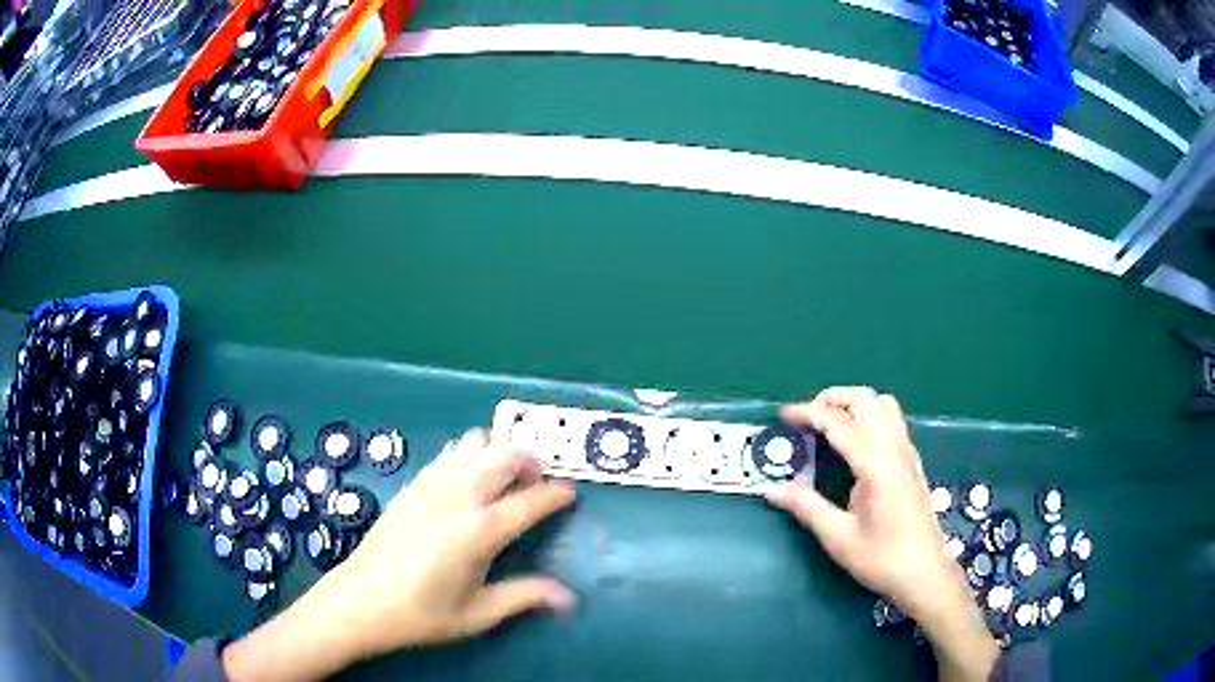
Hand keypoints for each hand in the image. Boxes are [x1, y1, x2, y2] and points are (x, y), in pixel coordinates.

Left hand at [222, 430, 576, 681]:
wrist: (361, 600)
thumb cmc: (423, 613)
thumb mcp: (479, 613)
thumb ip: (525, 597)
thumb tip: (568, 598)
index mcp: (480, 530)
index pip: (531, 500)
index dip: (556, 494)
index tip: (571, 494)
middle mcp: (459, 496)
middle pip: (505, 454)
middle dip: (531, 460)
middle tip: (538, 482)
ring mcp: (432, 484)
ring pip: (475, 442)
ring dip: (498, 451)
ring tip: (505, 477)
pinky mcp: (413, 484)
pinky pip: (449, 452)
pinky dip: (469, 454)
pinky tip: (468, 480)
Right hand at [765, 387, 997, 681]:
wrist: (925, 573)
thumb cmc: (882, 558)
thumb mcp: (839, 538)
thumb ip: (806, 507)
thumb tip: (771, 489)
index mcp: (875, 464)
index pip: (838, 422)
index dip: (808, 413)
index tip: (783, 416)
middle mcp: (894, 449)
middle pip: (866, 399)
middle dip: (833, 399)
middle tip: (807, 419)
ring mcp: (907, 453)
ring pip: (883, 405)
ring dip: (854, 405)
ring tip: (830, 426)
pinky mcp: (912, 462)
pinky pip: (892, 421)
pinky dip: (869, 417)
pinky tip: (856, 446)